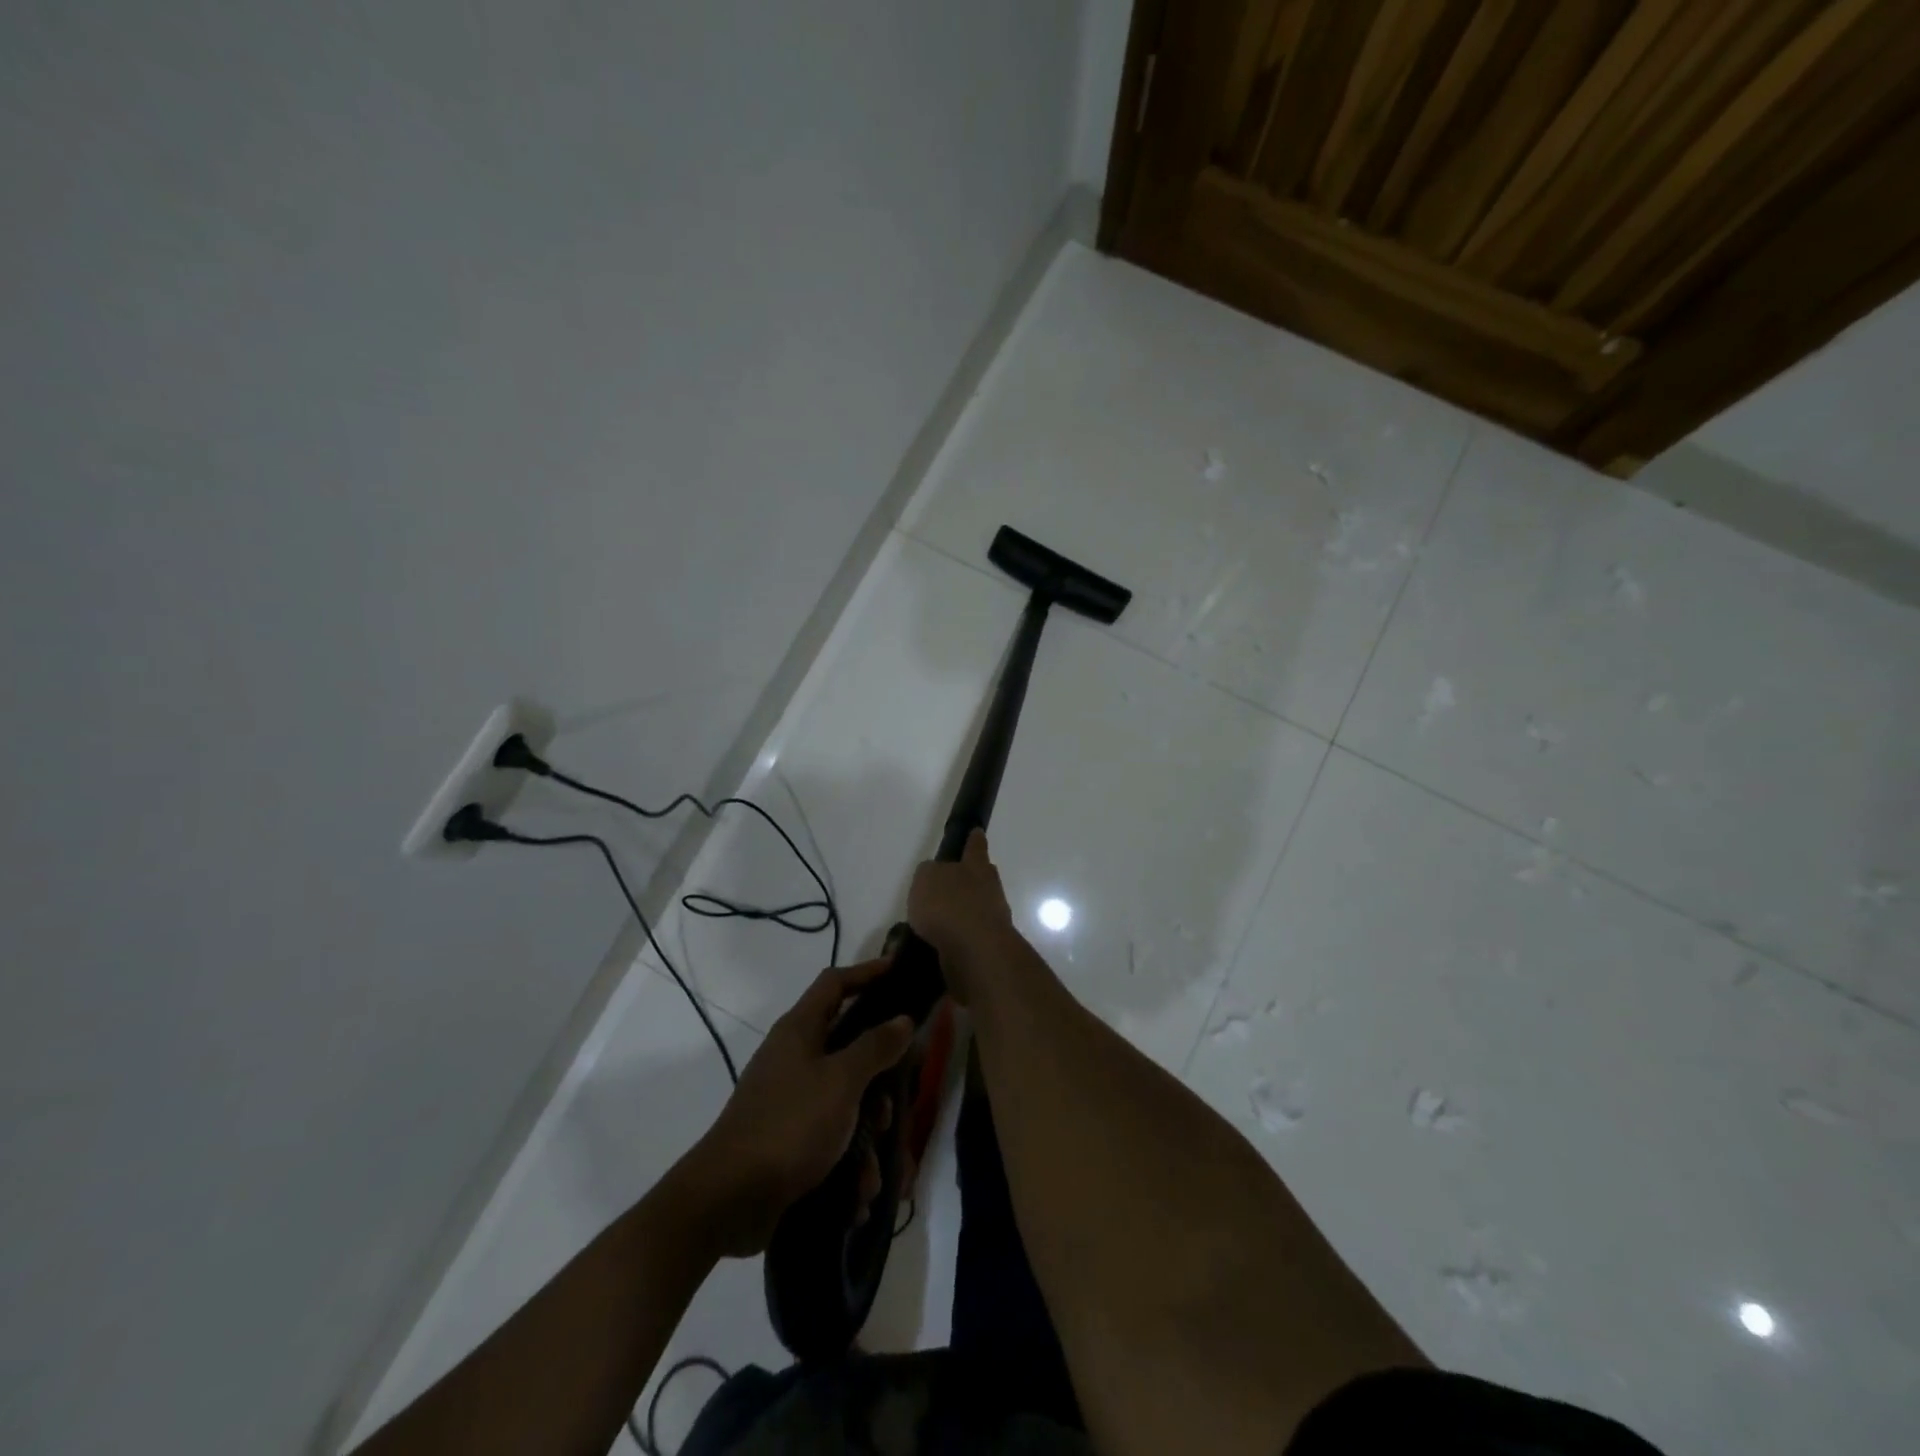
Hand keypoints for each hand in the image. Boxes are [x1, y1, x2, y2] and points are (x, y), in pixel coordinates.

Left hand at [683, 957, 913, 1256]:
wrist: (727, 1200)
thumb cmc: (789, 1125)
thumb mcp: (841, 1081)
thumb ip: (875, 1047)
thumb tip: (903, 1019)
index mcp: (801, 1030)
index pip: (835, 982)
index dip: (867, 972)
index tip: (900, 971)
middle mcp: (795, 1058)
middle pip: (850, 1048)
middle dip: (880, 1078)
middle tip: (899, 1096)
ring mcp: (791, 1099)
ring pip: (847, 1099)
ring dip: (867, 1132)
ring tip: (874, 1166)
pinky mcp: (790, 1139)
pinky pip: (833, 1139)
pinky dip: (850, 1163)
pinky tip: (858, 1194)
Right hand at [907, 830, 1016, 1004]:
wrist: (975, 951)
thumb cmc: (949, 905)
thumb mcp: (926, 879)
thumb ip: (929, 874)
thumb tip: (935, 877)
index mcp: (975, 867)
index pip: (975, 847)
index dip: (974, 840)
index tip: (977, 832)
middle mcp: (990, 889)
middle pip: (983, 877)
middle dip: (970, 878)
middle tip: (952, 882)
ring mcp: (993, 918)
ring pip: (977, 908)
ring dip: (961, 912)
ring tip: (936, 921)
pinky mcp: (988, 946)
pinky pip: (970, 936)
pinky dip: (957, 937)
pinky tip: (939, 944)